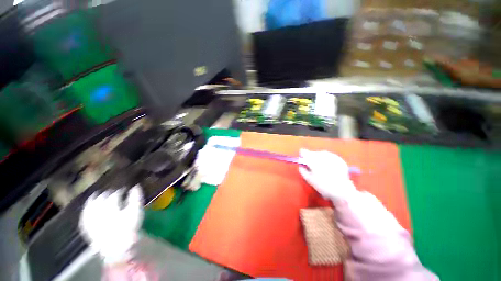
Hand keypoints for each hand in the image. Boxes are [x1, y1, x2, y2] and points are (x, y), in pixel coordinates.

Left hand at [79, 186, 143, 263]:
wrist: (118, 247)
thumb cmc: (129, 227)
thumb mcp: (136, 211)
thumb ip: (136, 198)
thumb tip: (135, 186)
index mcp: (111, 207)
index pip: (114, 195)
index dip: (120, 192)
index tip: (124, 190)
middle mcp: (98, 211)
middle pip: (101, 199)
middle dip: (107, 194)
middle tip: (113, 192)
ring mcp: (90, 219)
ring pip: (90, 206)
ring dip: (94, 199)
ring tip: (97, 195)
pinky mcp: (86, 227)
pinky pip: (84, 215)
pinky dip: (86, 210)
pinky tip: (88, 207)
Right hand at [298, 149, 355, 201]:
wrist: (342, 190)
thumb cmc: (323, 185)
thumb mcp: (308, 179)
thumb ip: (302, 170)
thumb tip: (301, 165)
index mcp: (312, 159)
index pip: (303, 152)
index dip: (302, 156)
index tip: (303, 162)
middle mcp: (321, 154)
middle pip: (312, 153)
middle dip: (311, 159)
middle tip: (313, 168)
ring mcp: (331, 155)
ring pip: (321, 154)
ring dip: (319, 159)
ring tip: (322, 169)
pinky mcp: (339, 159)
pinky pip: (329, 157)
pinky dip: (327, 161)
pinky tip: (329, 169)